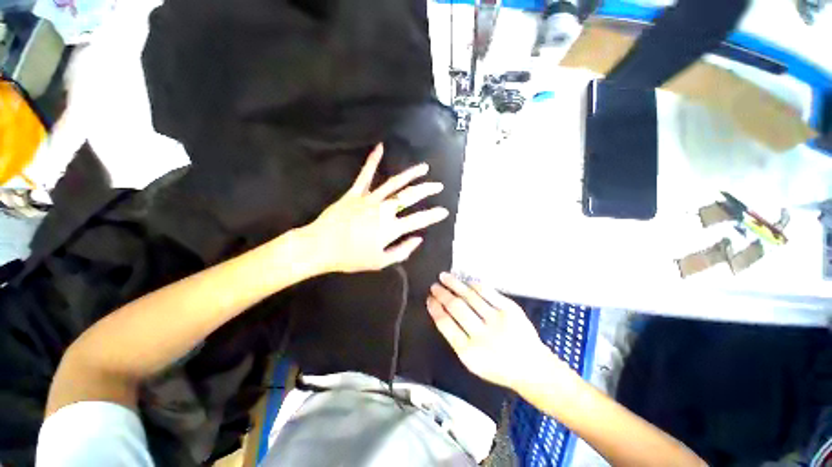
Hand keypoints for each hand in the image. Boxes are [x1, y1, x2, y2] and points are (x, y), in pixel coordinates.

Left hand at [304, 144, 449, 273]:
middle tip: (439, 186)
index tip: (444, 211)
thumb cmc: (351, 257)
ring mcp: (369, 199)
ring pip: (394, 183)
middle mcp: (383, 210)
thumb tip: (418, 239)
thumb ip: (402, 250)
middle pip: (410, 196)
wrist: (320, 247)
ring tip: (423, 168)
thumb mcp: (380, 262)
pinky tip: (380, 147)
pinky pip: (365, 175)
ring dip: (410, 174)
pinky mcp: (355, 193)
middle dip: (427, 190)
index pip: (419, 219)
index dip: (433, 215)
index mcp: (391, 228)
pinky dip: (373, 160)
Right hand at [427, 273, 554, 390]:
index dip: (435, 309)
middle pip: (456, 307)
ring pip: (470, 296)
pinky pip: (488, 292)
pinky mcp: (511, 310)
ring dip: (455, 284)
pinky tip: (467, 282)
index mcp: (469, 353)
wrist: (532, 369)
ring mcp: (498, 321)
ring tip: (445, 277)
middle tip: (434, 286)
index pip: (446, 324)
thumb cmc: (499, 367)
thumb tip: (443, 311)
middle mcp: (482, 336)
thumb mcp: (473, 362)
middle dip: (442, 294)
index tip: (429, 299)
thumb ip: (457, 338)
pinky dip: (475, 285)